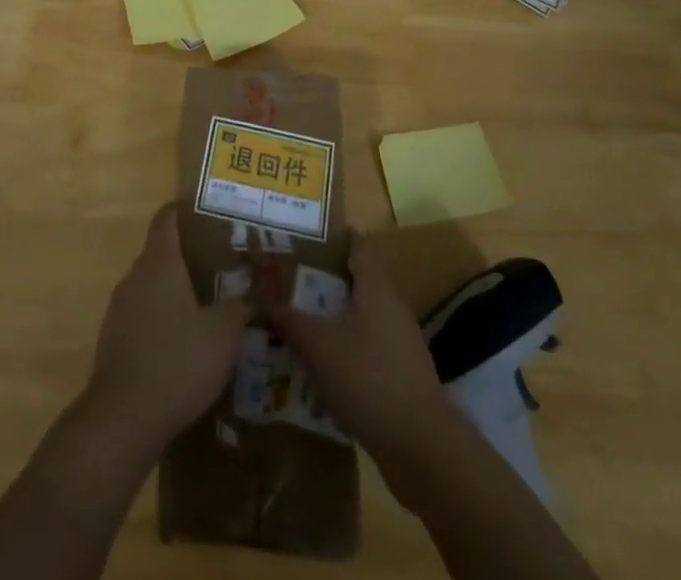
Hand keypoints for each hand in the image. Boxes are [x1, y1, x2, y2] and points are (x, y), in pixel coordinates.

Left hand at [85, 203, 246, 454]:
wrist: (123, 419)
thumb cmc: (178, 361)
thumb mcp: (223, 334)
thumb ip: (241, 306)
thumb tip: (258, 291)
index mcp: (159, 262)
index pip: (167, 218)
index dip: (186, 211)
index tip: (210, 214)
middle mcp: (135, 276)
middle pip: (161, 253)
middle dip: (188, 256)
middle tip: (222, 265)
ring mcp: (119, 309)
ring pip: (151, 286)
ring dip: (175, 292)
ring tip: (207, 305)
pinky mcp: (113, 340)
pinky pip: (142, 316)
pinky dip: (162, 320)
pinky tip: (183, 344)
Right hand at [269, 230, 452, 460]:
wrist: (422, 447)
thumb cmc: (368, 379)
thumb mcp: (318, 346)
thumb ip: (288, 318)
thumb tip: (258, 295)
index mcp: (375, 286)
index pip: (357, 245)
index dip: (332, 236)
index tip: (304, 234)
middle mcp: (391, 305)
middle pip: (357, 279)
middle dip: (324, 277)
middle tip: (288, 277)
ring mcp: (400, 341)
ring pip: (361, 315)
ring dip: (333, 315)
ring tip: (297, 318)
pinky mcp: (401, 373)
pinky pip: (367, 346)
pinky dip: (344, 346)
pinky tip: (321, 363)